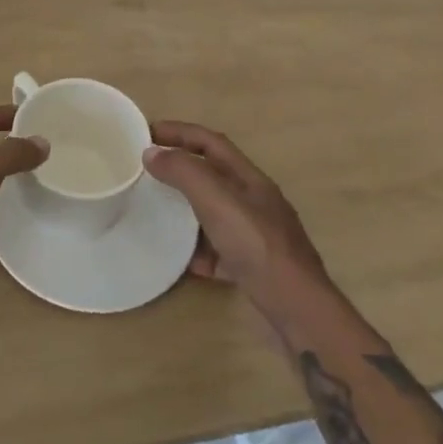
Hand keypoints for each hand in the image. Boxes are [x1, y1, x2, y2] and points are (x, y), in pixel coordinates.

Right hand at [142, 121, 327, 311]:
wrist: (297, 310)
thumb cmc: (257, 246)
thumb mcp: (218, 201)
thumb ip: (185, 173)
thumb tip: (151, 152)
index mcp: (250, 179)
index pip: (211, 142)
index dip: (180, 132)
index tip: (146, 133)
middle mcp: (254, 202)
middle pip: (212, 176)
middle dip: (180, 170)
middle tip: (145, 172)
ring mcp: (255, 236)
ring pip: (213, 214)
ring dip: (185, 210)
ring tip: (155, 213)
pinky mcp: (251, 268)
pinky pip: (217, 251)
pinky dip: (197, 251)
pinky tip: (180, 260)